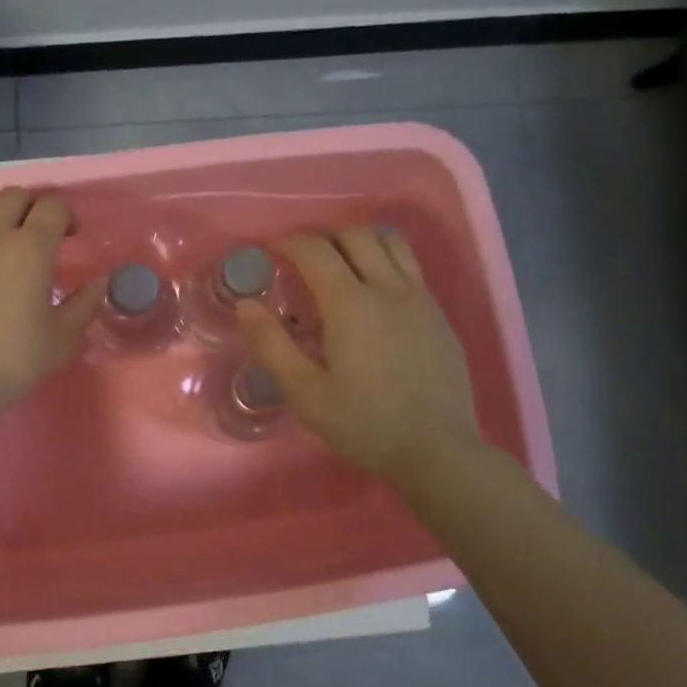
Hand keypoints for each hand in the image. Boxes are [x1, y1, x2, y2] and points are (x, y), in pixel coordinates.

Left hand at [0, 188, 102, 419]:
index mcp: (31, 248)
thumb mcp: (62, 337)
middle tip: (40, 233)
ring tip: (4, 232)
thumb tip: (101, 282)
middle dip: (33, 206)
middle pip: (14, 196)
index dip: (67, 216)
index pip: (53, 206)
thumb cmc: (14, 359)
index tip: (72, 237)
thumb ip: (85, 304)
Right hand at [236, 226, 482, 487]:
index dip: (289, 242)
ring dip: (360, 241)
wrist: (438, 452)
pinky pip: (411, 268)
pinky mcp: (440, 317)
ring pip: (392, 243)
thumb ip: (271, 344)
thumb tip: (246, 305)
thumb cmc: (364, 424)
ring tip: (341, 264)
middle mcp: (389, 289)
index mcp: (351, 304)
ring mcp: (421, 300)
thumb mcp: (304, 392)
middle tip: (303, 260)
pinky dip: (386, 262)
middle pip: (356, 235)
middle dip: (324, 236)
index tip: (271, 249)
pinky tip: (375, 296)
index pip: (316, 250)